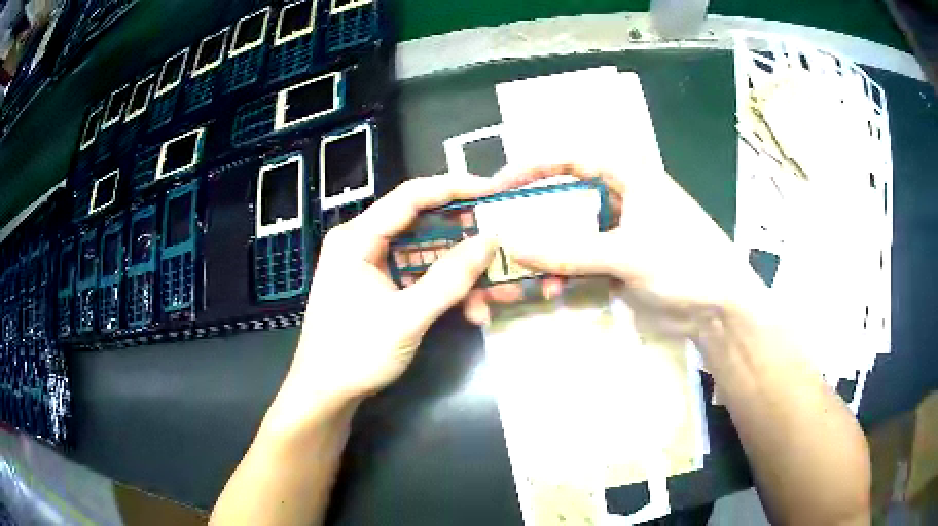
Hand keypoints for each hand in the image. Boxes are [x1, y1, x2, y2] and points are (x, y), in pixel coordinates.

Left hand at [276, 175, 510, 417]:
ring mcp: (373, 266)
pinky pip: (421, 277)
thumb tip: (490, 240)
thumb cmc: (355, 354)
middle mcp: (364, 243)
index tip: (492, 190)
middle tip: (502, 243)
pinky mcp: (382, 287)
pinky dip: (447, 291)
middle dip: (465, 239)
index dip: (454, 188)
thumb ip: (450, 279)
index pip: (410, 196)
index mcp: (357, 238)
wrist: (326, 394)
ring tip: (495, 294)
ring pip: (428, 254)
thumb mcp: (407, 317)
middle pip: (423, 224)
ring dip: (462, 274)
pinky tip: (472, 313)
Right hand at [464, 164, 766, 335]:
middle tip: (500, 232)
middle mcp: (619, 194)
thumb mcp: (626, 253)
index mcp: (627, 173)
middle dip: (532, 215)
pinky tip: (554, 289)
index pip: (568, 157)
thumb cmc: (684, 263)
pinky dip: (564, 272)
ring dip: (547, 252)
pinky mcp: (618, 258)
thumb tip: (511, 245)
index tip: (497, 188)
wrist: (718, 309)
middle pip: (564, 195)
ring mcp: (618, 229)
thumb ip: (568, 251)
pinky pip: (580, 259)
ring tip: (528, 273)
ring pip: (569, 231)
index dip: (529, 168)